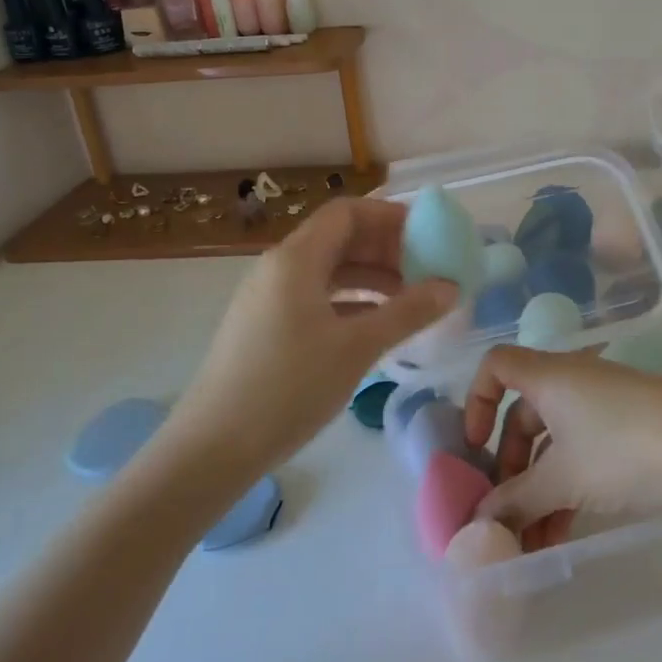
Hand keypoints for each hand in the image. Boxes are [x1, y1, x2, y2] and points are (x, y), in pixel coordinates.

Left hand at [168, 198, 456, 472]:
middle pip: (339, 238)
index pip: (348, 212)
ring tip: (410, 298)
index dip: (390, 217)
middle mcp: (280, 267)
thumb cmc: (287, 388)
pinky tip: (377, 325)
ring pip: (329, 269)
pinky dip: (350, 301)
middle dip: (386, 248)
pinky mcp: (266, 326)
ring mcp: (269, 297)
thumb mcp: (356, 347)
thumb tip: (451, 287)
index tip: (428, 236)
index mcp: (296, 258)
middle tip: (426, 270)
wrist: (211, 449)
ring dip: (371, 276)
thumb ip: (407, 312)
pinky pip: (316, 296)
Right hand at [463, 346, 661, 551]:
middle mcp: (572, 381)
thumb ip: (516, 500)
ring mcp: (603, 403)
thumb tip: (479, 522)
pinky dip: (568, 484)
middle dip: (509, 466)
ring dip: (539, 488)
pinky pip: (582, 449)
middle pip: (523, 414)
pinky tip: (566, 530)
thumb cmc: (624, 450)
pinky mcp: (629, 425)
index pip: (496, 365)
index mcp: (549, 377)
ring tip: (535, 542)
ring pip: (555, 440)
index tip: (475, 448)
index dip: (476, 401)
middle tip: (505, 514)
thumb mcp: (563, 480)